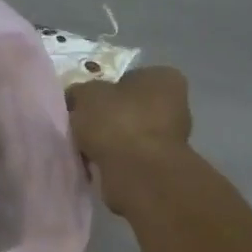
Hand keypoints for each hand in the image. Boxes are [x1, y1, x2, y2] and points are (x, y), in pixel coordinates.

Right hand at [66, 66, 192, 214]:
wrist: (137, 173)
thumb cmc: (117, 122)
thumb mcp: (86, 95)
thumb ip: (79, 92)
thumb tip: (75, 98)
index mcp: (163, 78)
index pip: (127, 79)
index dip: (103, 92)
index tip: (83, 107)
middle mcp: (176, 104)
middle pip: (129, 109)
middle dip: (106, 119)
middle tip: (81, 128)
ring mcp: (172, 138)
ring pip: (128, 135)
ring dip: (109, 143)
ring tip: (85, 150)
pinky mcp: (161, 166)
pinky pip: (129, 158)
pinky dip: (114, 162)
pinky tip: (96, 166)